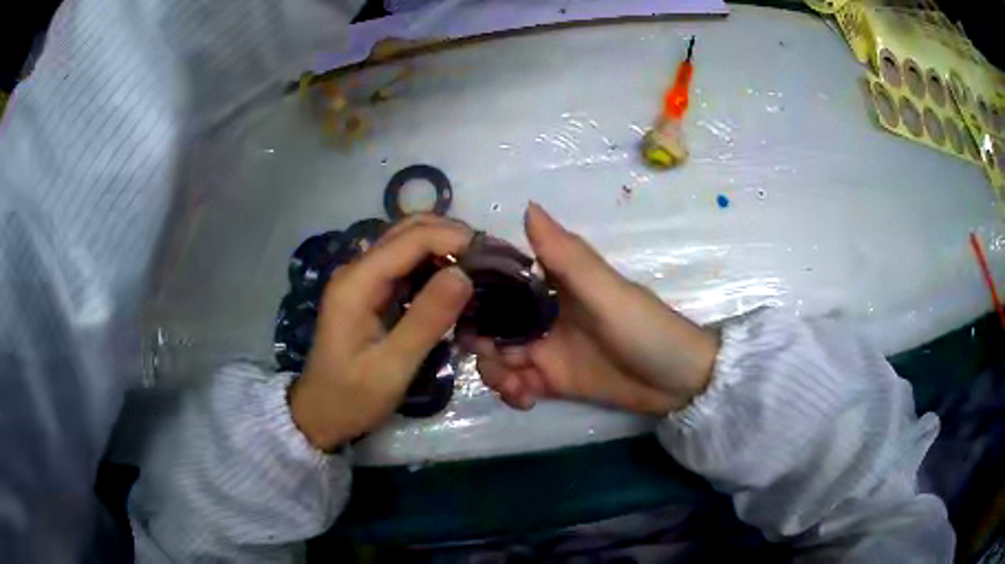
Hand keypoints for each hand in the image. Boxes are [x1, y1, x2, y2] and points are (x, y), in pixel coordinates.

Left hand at [289, 216, 473, 450]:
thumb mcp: (393, 367)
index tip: (493, 256)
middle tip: (492, 260)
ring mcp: (362, 277)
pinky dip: (435, 264)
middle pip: (409, 230)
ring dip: (445, 247)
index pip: (411, 239)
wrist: (321, 413)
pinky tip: (456, 281)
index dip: (454, 238)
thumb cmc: (352, 396)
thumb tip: (464, 274)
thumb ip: (427, 319)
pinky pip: (406, 264)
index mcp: (356, 282)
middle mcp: (357, 269)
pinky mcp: (370, 290)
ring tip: (481, 267)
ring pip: (409, 242)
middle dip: (452, 236)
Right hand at [470, 203, 718, 415]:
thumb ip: (567, 254)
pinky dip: (512, 391)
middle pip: (493, 322)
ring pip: (500, 355)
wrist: (680, 381)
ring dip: (495, 371)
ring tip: (514, 385)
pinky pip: (518, 383)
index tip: (457, 306)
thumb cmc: (645, 329)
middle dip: (481, 341)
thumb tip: (527, 205)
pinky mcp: (554, 381)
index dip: (476, 290)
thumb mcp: (606, 291)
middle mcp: (545, 314)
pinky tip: (525, 399)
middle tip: (490, 358)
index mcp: (555, 285)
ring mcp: (548, 350)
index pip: (502, 280)